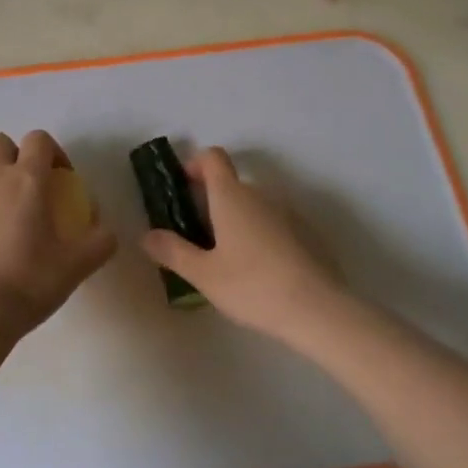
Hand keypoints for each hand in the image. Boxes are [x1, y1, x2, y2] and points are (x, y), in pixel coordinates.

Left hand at [0, 130, 115, 345]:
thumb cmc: (26, 282)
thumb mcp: (75, 267)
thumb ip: (99, 243)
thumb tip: (106, 231)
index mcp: (26, 179)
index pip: (39, 139)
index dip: (53, 151)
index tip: (62, 178)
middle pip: (0, 141)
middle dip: (15, 154)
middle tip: (29, 186)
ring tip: (3, 204)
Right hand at [140, 147, 345, 339]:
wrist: (319, 311)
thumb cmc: (253, 286)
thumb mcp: (204, 274)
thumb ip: (173, 251)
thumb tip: (147, 236)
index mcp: (231, 196)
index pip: (213, 157)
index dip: (195, 164)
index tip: (183, 188)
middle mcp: (260, 194)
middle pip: (231, 183)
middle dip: (212, 202)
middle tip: (198, 237)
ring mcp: (288, 213)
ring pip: (254, 205)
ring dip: (237, 220)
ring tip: (229, 259)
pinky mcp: (308, 234)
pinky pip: (275, 223)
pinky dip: (262, 235)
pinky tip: (262, 271)